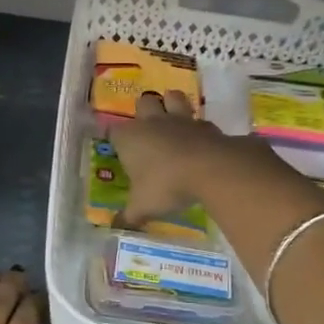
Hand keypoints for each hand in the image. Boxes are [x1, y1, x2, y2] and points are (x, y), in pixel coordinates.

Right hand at [107, 90, 269, 226]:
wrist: (209, 169)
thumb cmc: (166, 185)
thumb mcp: (143, 206)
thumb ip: (129, 215)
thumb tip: (116, 226)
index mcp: (129, 137)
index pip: (113, 130)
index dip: (115, 138)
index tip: (117, 148)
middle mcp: (152, 122)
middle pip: (144, 102)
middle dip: (144, 111)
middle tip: (147, 130)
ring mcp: (181, 120)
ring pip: (173, 98)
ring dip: (172, 104)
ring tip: (173, 119)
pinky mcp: (206, 125)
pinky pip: (199, 120)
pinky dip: (198, 127)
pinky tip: (200, 139)